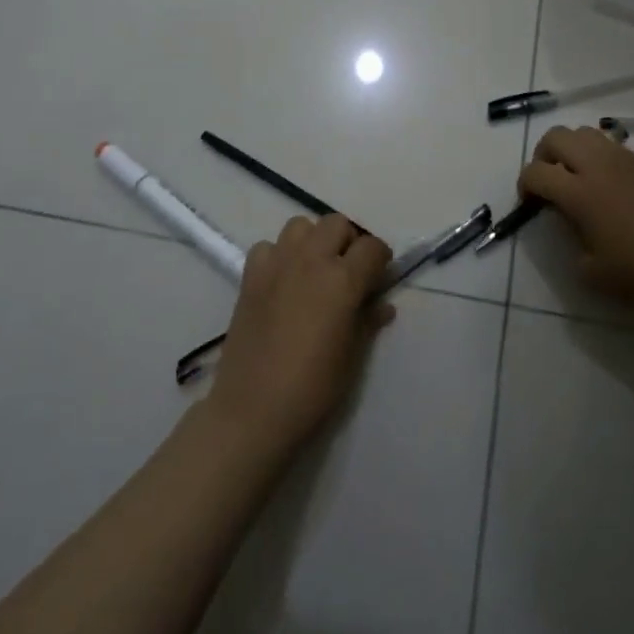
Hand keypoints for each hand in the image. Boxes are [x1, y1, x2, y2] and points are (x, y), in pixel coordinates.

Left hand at [204, 215, 393, 456]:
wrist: (253, 409)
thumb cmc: (313, 388)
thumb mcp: (353, 356)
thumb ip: (368, 320)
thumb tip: (383, 304)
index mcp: (342, 280)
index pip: (372, 246)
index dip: (381, 259)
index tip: (380, 277)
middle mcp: (310, 261)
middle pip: (336, 224)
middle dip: (349, 241)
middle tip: (349, 271)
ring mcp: (276, 265)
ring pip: (300, 225)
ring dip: (313, 240)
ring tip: (315, 270)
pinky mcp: (250, 277)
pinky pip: (267, 246)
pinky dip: (279, 255)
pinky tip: (283, 281)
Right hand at [518, 125, 633, 309]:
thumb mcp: (593, 273)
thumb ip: (571, 242)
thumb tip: (571, 222)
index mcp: (580, 193)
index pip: (536, 172)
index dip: (524, 186)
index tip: (530, 205)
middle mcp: (599, 166)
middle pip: (556, 137)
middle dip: (542, 156)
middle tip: (548, 183)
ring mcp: (626, 160)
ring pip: (585, 133)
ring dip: (570, 150)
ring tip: (576, 179)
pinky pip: (611, 145)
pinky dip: (597, 156)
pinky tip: (608, 186)